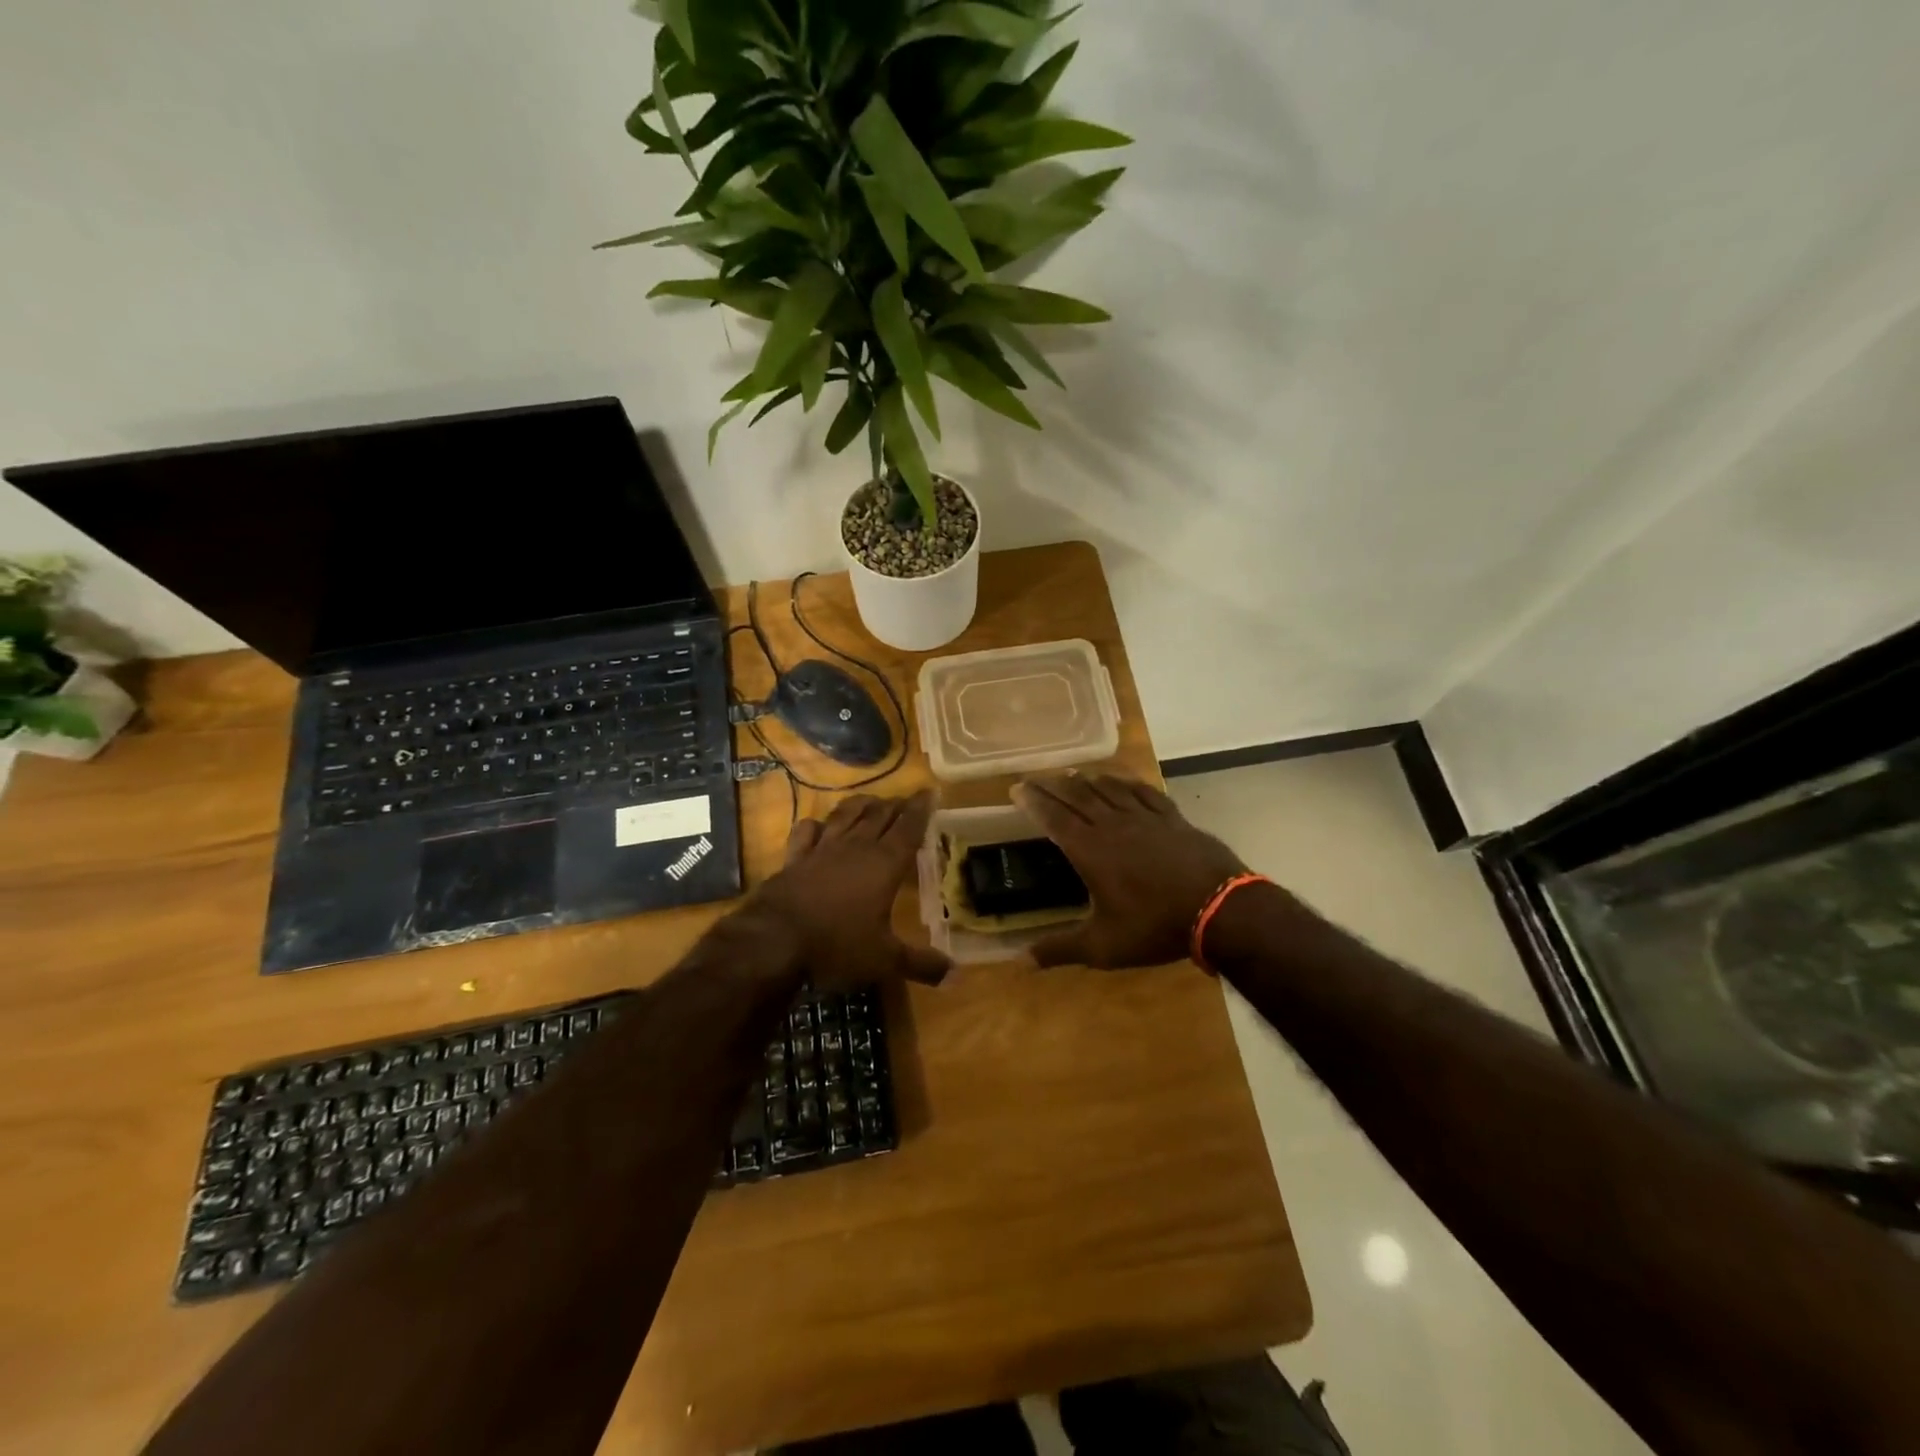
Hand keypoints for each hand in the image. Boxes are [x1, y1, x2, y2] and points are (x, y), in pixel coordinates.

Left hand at [751, 789, 950, 989]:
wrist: (775, 940)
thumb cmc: (838, 945)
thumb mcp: (885, 960)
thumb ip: (920, 963)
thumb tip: (955, 973)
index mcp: (885, 864)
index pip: (909, 828)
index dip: (922, 809)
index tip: (929, 791)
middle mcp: (856, 847)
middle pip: (880, 816)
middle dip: (895, 805)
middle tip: (905, 799)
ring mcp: (822, 849)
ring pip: (845, 816)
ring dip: (861, 805)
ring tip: (871, 800)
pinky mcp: (795, 858)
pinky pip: (807, 832)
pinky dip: (815, 825)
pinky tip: (818, 825)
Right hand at [1013, 774, 1250, 968]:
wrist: (1219, 909)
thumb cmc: (1154, 926)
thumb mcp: (1103, 947)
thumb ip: (1060, 949)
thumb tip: (1018, 961)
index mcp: (1090, 850)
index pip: (1054, 817)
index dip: (1033, 801)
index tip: (1016, 788)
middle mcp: (1113, 825)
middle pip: (1077, 796)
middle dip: (1052, 784)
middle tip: (1034, 776)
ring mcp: (1145, 818)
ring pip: (1109, 789)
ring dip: (1086, 779)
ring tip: (1071, 773)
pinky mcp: (1172, 818)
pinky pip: (1144, 793)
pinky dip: (1127, 783)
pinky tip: (1122, 780)